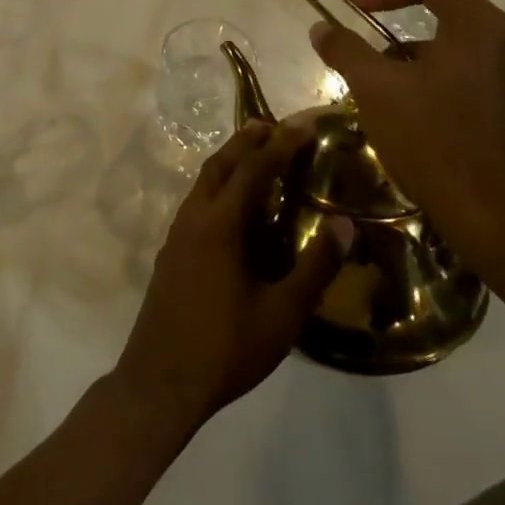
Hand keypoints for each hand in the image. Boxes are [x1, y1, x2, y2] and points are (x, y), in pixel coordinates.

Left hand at [111, 122, 340, 439]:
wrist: (160, 381)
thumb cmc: (226, 348)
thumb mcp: (282, 314)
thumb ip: (315, 267)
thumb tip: (344, 224)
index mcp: (220, 224)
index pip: (254, 169)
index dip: (281, 143)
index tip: (304, 124)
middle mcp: (194, 217)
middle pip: (220, 164)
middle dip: (247, 140)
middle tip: (274, 126)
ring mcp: (177, 233)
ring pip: (204, 181)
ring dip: (230, 160)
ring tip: (255, 154)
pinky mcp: (171, 251)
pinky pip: (197, 201)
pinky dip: (218, 185)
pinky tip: (232, 205)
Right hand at [309, 0, 504, 278]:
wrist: (487, 214)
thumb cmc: (432, 139)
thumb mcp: (375, 88)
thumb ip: (346, 49)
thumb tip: (321, 27)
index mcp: (477, 25)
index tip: (352, 7)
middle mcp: (498, 41)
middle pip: (439, 6)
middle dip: (392, 19)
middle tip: (358, 37)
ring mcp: (503, 74)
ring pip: (445, 42)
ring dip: (403, 52)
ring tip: (370, 81)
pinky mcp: (499, 104)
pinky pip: (456, 69)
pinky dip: (422, 74)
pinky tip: (397, 107)